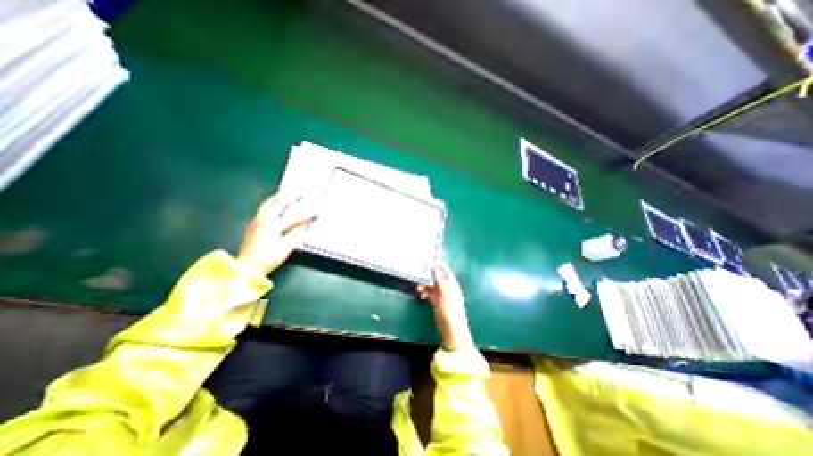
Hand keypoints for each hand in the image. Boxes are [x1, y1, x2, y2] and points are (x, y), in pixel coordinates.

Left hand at [234, 193, 316, 272]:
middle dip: (290, 198)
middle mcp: (264, 220)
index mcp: (273, 225)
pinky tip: (273, 205)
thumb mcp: (285, 248)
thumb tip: (304, 224)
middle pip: (278, 205)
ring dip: (277, 198)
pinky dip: (270, 203)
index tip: (316, 211)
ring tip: (284, 194)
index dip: (306, 214)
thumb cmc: (267, 258)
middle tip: (299, 193)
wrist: (247, 267)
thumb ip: (295, 235)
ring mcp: (257, 222)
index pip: (294, 217)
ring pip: (267, 205)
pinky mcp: (254, 226)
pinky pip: (263, 209)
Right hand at [415, 262, 473, 350]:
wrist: (451, 326)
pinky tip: (422, 295)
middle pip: (436, 277)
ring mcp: (442, 294)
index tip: (428, 263)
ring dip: (425, 285)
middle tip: (419, 277)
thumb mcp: (445, 292)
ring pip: (431, 285)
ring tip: (419, 288)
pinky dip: (425, 292)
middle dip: (427, 276)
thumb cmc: (451, 308)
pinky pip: (429, 292)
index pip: (445, 270)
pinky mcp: (437, 301)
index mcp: (452, 283)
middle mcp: (447, 287)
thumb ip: (440, 280)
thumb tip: (435, 268)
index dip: (438, 266)